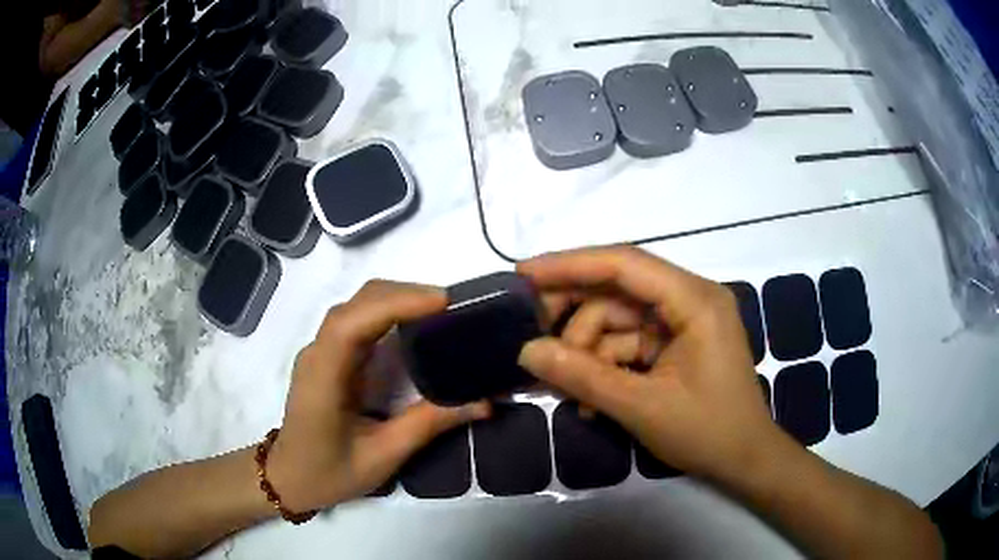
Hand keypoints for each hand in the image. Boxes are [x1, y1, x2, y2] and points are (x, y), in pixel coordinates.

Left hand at [267, 280, 490, 512]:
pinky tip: (414, 325)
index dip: (396, 304)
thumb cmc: (329, 473)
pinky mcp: (329, 355)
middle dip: (405, 295)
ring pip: (357, 306)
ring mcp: (321, 351)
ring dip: (398, 299)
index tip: (443, 302)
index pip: (352, 323)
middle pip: (357, 304)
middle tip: (453, 307)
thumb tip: (482, 402)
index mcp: (323, 378)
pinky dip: (389, 312)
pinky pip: (358, 320)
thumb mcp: (382, 456)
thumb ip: (428, 424)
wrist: (289, 477)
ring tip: (441, 311)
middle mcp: (318, 353)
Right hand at [518, 247, 778, 482]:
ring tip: (566, 391)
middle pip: (617, 291)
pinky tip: (589, 401)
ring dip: (588, 353)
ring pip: (618, 321)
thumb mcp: (641, 407)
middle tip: (534, 342)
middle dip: (574, 319)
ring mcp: (683, 321)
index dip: (570, 264)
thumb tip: (526, 351)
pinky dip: (605, 367)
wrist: (745, 460)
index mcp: (694, 300)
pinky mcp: (676, 343)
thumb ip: (583, 377)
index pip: (625, 264)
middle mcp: (690, 298)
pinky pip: (629, 343)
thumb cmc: (707, 432)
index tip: (524, 274)